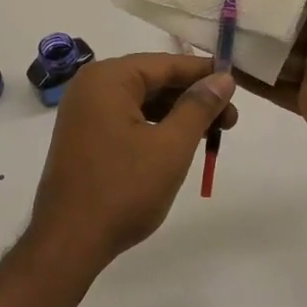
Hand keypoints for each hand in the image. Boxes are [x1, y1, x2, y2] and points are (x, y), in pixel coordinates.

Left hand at [27, 53, 237, 271]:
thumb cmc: (123, 190)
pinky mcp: (84, 136)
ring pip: (142, 101)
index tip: (237, 85)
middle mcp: (91, 86)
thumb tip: (223, 78)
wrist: (69, 242)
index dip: (204, 73)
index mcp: (108, 79)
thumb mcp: (171, 146)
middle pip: (153, 80)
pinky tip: (181, 143)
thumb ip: (199, 107)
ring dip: (178, 114)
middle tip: (231, 119)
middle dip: (193, 97)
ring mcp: (84, 112)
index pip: (166, 64)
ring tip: (213, 134)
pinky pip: (127, 119)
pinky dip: (156, 127)